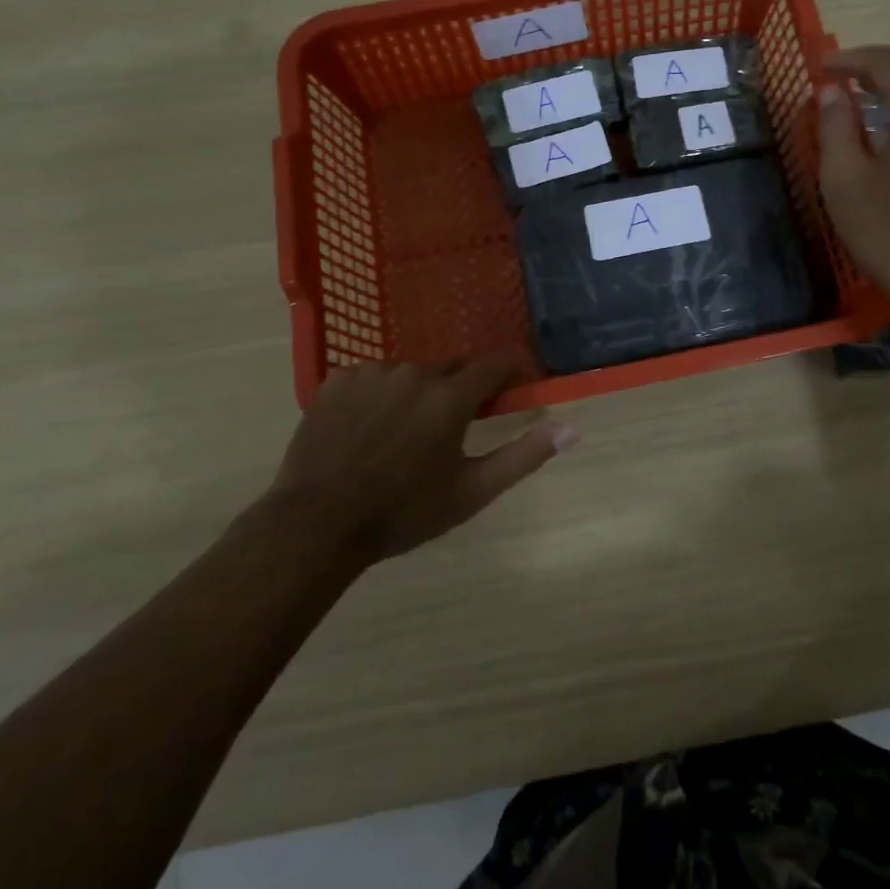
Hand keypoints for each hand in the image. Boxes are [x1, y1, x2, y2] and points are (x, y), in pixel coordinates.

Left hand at [266, 359, 575, 565]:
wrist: (318, 524)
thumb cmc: (404, 512)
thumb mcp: (472, 491)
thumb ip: (524, 455)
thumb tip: (572, 428)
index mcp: (451, 396)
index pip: (495, 364)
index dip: (509, 373)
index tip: (512, 388)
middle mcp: (415, 372)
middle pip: (450, 371)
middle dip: (456, 394)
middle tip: (444, 434)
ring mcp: (372, 372)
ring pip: (409, 374)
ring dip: (414, 395)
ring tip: (398, 437)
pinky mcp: (337, 379)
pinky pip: (371, 377)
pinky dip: (377, 396)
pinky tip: (365, 429)